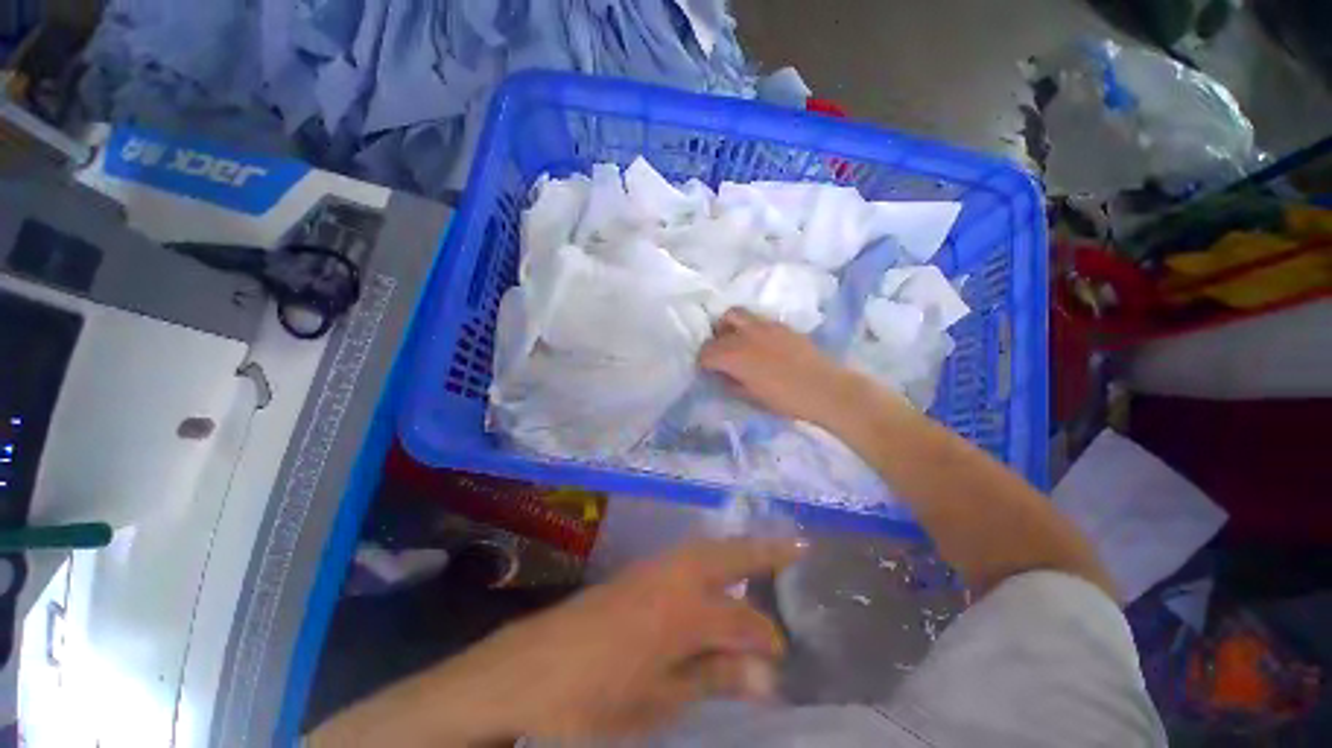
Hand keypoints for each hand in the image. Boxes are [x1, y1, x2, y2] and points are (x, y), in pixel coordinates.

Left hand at [313, 538, 803, 745]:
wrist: (525, 672)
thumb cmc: (592, 701)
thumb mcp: (657, 703)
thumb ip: (712, 676)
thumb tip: (765, 672)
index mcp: (681, 613)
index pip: (741, 621)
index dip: (767, 637)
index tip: (784, 653)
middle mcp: (672, 577)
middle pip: (728, 556)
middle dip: (764, 551)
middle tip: (797, 547)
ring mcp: (652, 568)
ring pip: (707, 549)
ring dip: (738, 549)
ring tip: (765, 554)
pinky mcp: (637, 572)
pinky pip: (686, 556)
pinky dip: (711, 557)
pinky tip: (716, 571)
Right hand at [700, 308, 868, 426]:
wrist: (826, 390)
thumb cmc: (785, 400)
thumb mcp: (751, 397)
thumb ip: (731, 383)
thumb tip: (720, 375)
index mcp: (735, 355)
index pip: (707, 351)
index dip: (703, 361)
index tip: (707, 370)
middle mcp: (747, 334)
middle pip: (720, 325)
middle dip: (715, 338)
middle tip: (720, 353)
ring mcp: (765, 326)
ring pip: (738, 314)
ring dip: (731, 327)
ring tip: (737, 343)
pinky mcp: (782, 325)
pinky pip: (757, 320)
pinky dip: (750, 329)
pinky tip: (760, 345)